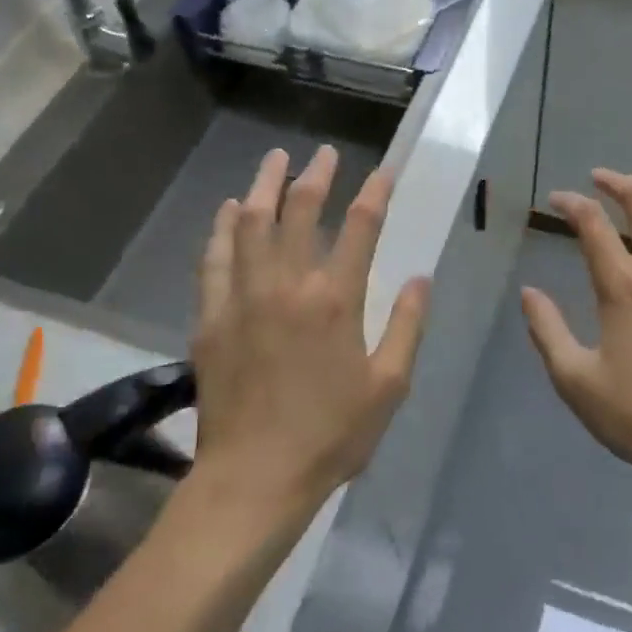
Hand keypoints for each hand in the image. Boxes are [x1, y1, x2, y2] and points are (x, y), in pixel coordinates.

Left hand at [190, 146, 430, 510]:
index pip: (360, 228)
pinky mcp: (211, 317)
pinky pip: (215, 258)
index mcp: (335, 300)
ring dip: (264, 186)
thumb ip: (406, 326)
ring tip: (275, 160)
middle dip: (315, 176)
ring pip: (250, 223)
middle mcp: (287, 285)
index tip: (384, 170)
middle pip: (300, 212)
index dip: (374, 192)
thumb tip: (420, 278)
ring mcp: (243, 297)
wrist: (255, 477)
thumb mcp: (388, 386)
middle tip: (323, 154)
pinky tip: (228, 210)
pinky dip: (222, 228)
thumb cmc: (331, 436)